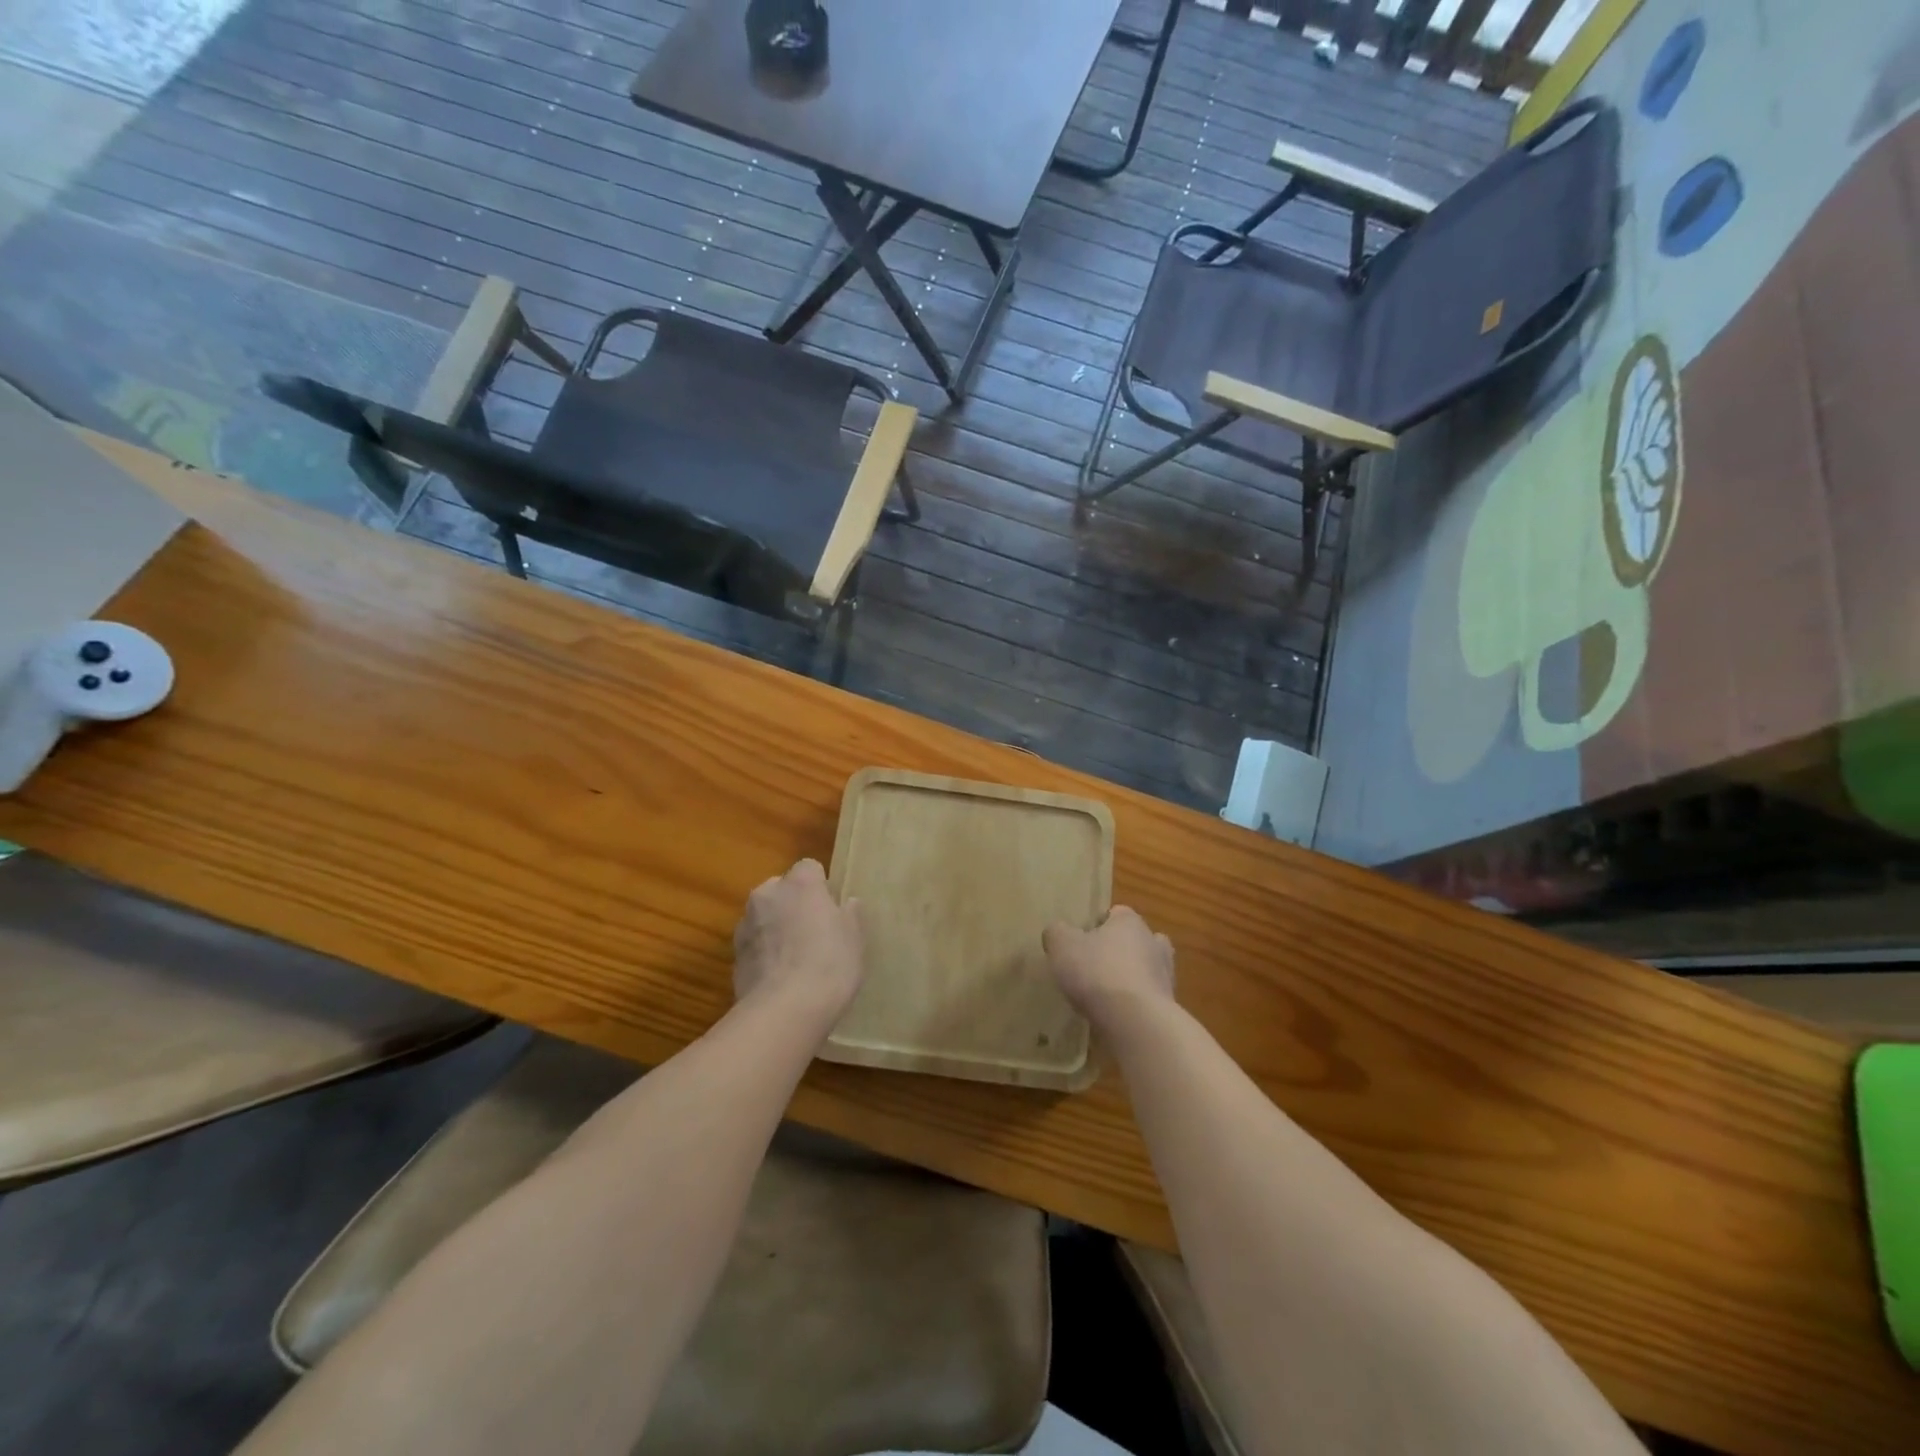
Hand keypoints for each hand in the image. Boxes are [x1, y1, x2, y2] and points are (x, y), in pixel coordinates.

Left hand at [732, 859, 863, 1025]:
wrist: (784, 1010)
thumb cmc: (829, 964)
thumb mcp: (854, 939)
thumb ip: (850, 916)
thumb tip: (847, 903)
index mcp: (800, 883)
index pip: (810, 868)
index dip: (821, 887)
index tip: (831, 910)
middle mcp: (767, 894)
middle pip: (782, 889)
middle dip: (794, 904)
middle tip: (814, 933)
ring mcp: (746, 924)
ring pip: (764, 916)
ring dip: (776, 928)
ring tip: (795, 960)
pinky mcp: (733, 954)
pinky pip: (754, 944)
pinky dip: (764, 953)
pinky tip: (779, 978)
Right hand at [1043, 905, 1174, 1026]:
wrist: (1136, 1022)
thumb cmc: (1098, 972)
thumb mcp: (1062, 946)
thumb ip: (1056, 933)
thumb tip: (1057, 932)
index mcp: (1130, 922)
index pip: (1116, 914)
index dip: (1098, 925)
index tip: (1081, 942)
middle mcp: (1153, 943)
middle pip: (1136, 941)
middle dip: (1119, 951)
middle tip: (1094, 967)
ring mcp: (1165, 977)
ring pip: (1146, 971)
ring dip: (1129, 980)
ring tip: (1104, 996)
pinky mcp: (1168, 1008)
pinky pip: (1147, 1000)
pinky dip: (1134, 1006)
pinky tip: (1114, 1017)